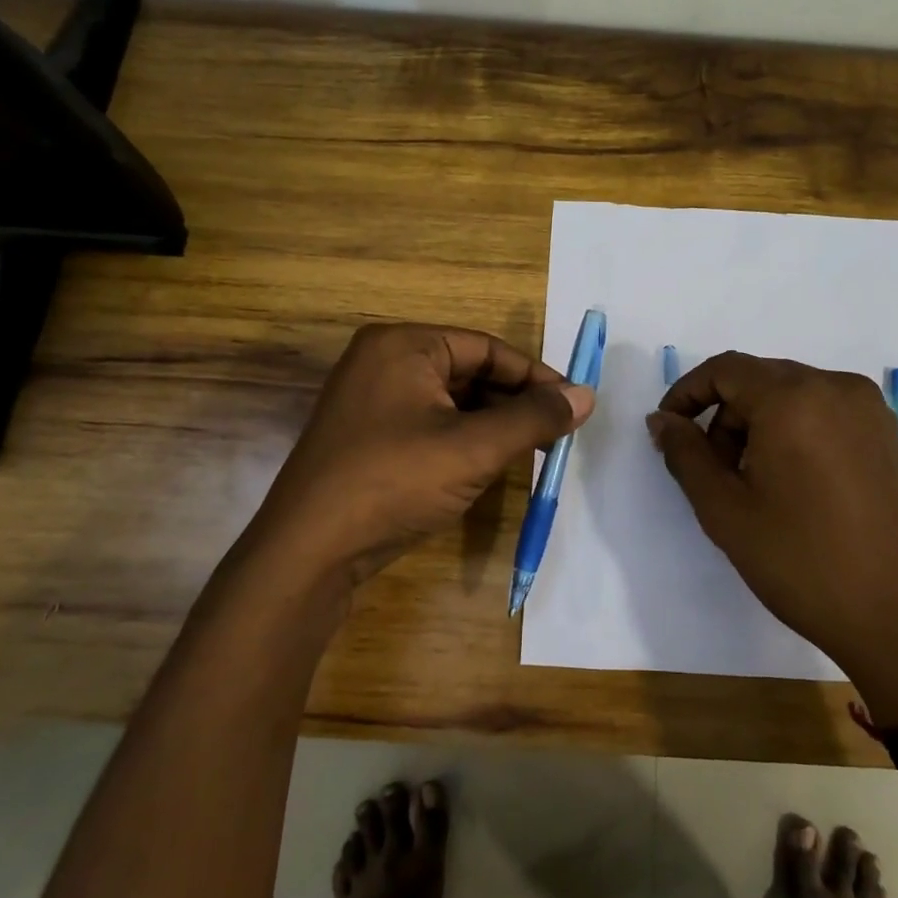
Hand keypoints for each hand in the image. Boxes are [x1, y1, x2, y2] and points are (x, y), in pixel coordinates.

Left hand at [245, 323, 593, 587]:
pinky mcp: (369, 436)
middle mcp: (384, 362)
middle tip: (555, 433)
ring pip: (452, 401)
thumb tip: (587, 396)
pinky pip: (430, 424)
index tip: (572, 406)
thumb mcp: (474, 448)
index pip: (487, 348)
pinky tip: (489, 465)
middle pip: (470, 372)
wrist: (310, 552)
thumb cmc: (395, 481)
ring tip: (530, 452)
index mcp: (404, 345)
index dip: (534, 377)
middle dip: (514, 403)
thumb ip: (534, 418)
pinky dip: (464, 440)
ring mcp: (372, 400)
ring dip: (493, 424)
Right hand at [648, 352, 897, 722]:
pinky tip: (799, 486)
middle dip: (725, 414)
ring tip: (756, 483)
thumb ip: (685, 454)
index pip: (725, 369)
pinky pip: (829, 414)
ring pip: (795, 395)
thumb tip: (662, 420)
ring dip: (761, 424)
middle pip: (761, 379)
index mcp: (793, 398)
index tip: (669, 431)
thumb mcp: (725, 509)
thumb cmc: (800, 562)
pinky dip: (799, 432)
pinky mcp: (891, 437)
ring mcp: (872, 411)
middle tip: (713, 469)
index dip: (687, 393)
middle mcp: (837, 388)